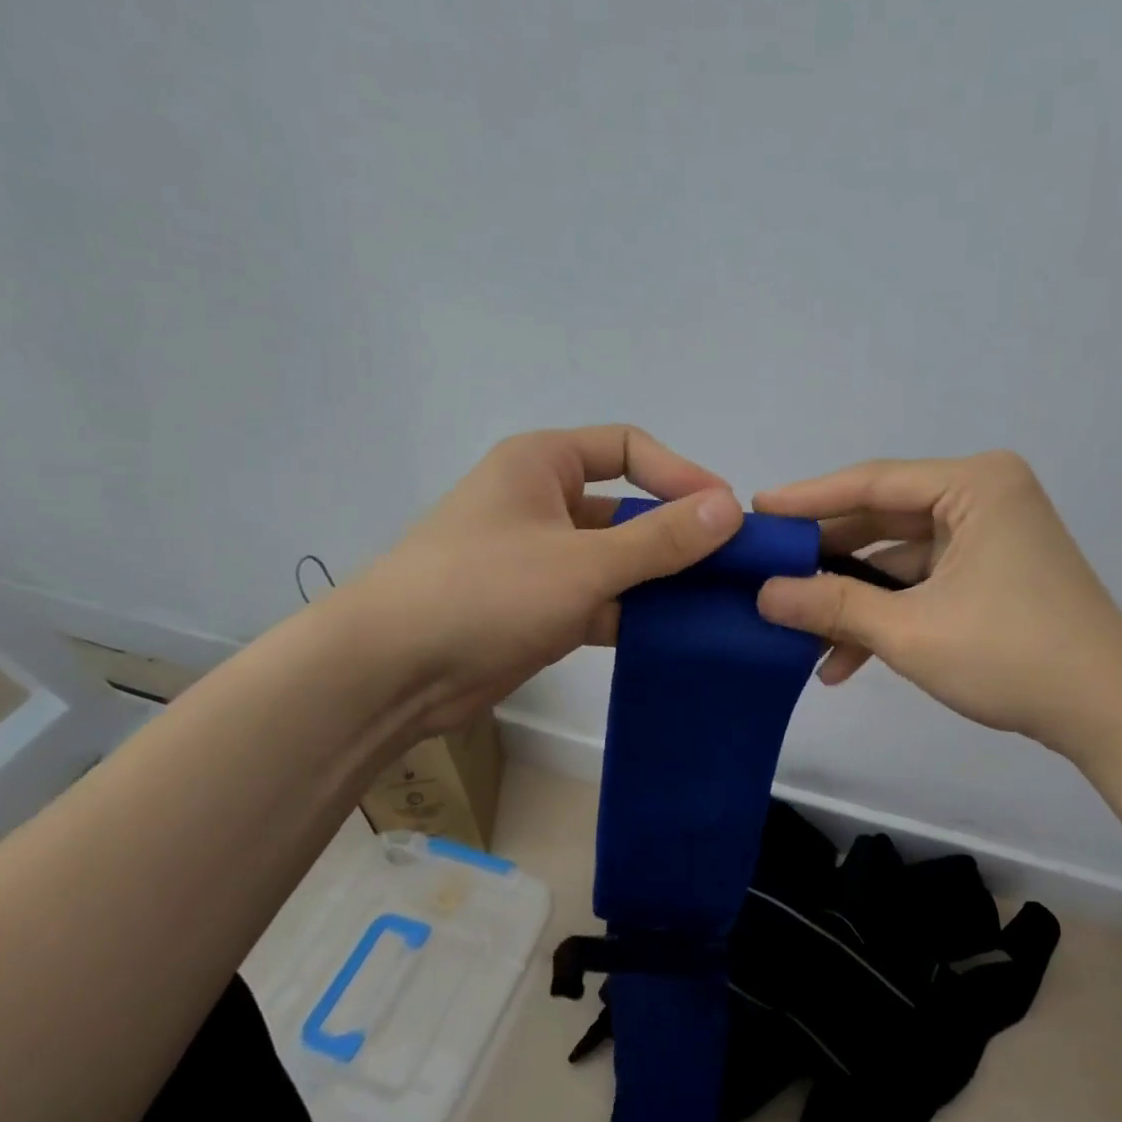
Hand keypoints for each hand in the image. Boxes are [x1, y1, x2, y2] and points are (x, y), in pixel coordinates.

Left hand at [334, 426, 742, 736]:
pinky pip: (601, 599)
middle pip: (627, 508)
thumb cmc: (485, 591)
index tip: (726, 514)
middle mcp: (542, 502)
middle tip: (731, 567)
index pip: (628, 448)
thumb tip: (730, 509)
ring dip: (660, 580)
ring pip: (617, 559)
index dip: (680, 475)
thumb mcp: (583, 562)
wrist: (390, 673)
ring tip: (716, 605)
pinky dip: (634, 615)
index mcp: (543, 465)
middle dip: (677, 535)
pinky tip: (676, 636)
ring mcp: (540, 558)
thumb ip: (660, 538)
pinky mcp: (539, 607)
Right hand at [754, 452, 1121, 767]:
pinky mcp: (990, 571)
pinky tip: (841, 659)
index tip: (756, 510)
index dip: (807, 499)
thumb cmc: (1011, 655)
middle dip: (826, 556)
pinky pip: (922, 581)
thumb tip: (762, 594)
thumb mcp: (910, 631)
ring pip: (898, 557)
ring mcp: (988, 535)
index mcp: (975, 485)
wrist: (1109, 713)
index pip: (872, 482)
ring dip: (852, 598)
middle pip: (883, 518)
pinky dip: (886, 613)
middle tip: (766, 570)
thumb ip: (832, 606)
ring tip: (795, 628)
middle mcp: (983, 496)